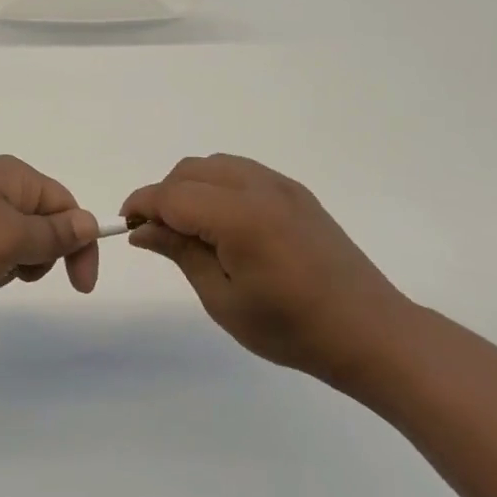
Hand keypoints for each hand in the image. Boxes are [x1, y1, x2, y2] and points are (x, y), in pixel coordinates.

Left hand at [0, 156, 101, 307]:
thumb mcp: (12, 239)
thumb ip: (55, 235)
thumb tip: (90, 222)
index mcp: (15, 176)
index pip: (67, 206)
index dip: (79, 244)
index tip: (80, 286)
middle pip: (43, 224)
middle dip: (38, 255)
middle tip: (15, 269)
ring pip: (15, 242)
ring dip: (10, 265)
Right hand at [121, 154, 409, 385]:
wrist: (369, 332)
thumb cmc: (291, 328)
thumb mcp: (223, 299)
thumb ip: (180, 254)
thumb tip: (142, 230)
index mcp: (239, 217)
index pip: (172, 195)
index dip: (142, 206)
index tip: (126, 227)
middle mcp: (259, 188)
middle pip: (190, 171)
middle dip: (164, 195)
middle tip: (158, 235)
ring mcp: (282, 187)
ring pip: (215, 165)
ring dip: (191, 187)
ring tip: (190, 229)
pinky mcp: (297, 193)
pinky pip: (243, 172)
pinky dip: (218, 186)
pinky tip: (223, 223)